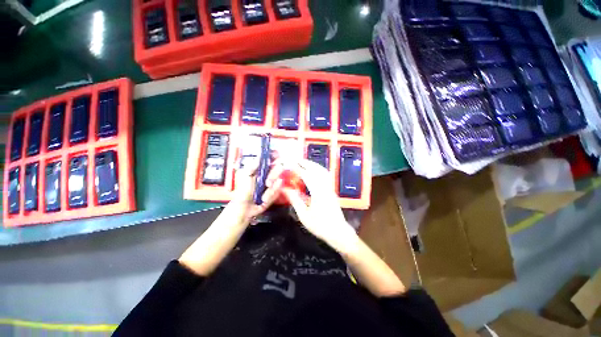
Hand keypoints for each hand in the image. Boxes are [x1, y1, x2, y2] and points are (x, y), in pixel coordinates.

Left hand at [229, 159, 283, 222]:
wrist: (245, 209)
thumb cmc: (243, 191)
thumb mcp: (245, 176)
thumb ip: (253, 165)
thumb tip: (261, 154)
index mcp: (260, 168)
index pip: (271, 158)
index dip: (275, 155)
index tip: (277, 155)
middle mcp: (268, 173)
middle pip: (279, 167)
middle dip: (274, 175)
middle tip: (267, 183)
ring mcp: (273, 183)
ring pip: (279, 180)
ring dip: (271, 189)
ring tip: (263, 196)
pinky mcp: (276, 191)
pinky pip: (278, 190)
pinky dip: (271, 195)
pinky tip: (264, 199)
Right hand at [279, 159, 358, 250]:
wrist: (338, 232)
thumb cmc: (320, 226)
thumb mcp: (304, 215)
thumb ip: (295, 200)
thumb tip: (286, 189)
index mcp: (318, 192)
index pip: (306, 175)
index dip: (297, 168)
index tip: (289, 164)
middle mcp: (325, 187)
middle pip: (316, 169)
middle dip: (305, 163)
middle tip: (295, 159)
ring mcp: (330, 187)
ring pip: (322, 171)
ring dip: (312, 164)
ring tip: (303, 162)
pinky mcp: (332, 190)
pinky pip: (325, 175)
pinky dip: (318, 169)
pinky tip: (314, 170)